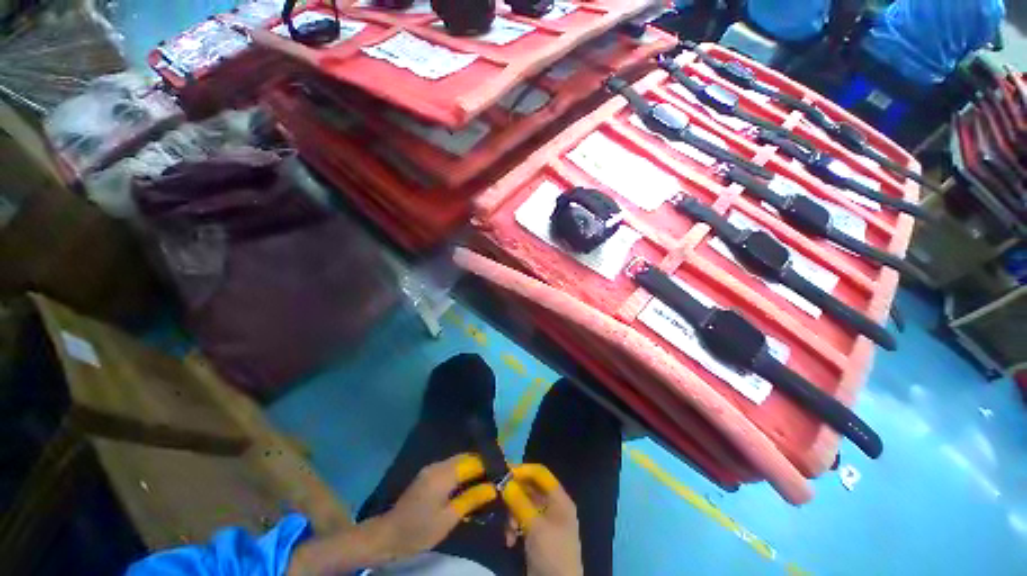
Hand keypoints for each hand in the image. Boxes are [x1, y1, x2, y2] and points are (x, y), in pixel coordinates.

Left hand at [288, 455, 495, 575]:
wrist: (387, 535)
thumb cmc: (418, 531)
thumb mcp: (448, 519)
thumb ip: (471, 499)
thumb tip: (493, 488)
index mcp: (443, 474)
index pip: (473, 461)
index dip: (490, 463)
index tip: (505, 469)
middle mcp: (439, 465)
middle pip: (467, 457)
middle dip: (484, 463)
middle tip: (499, 474)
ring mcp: (432, 468)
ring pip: (460, 460)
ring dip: (475, 467)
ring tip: (489, 478)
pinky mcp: (429, 474)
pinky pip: (453, 466)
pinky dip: (465, 471)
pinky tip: (472, 481)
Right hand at [503, 465, 582, 575]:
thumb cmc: (552, 554)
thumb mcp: (535, 527)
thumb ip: (519, 501)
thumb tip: (504, 480)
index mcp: (559, 499)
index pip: (540, 473)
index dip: (523, 470)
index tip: (503, 472)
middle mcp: (552, 506)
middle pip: (530, 488)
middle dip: (514, 495)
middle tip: (498, 499)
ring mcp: (544, 521)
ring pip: (523, 505)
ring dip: (512, 514)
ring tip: (508, 529)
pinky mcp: (536, 535)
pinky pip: (521, 521)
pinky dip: (514, 527)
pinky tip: (509, 540)